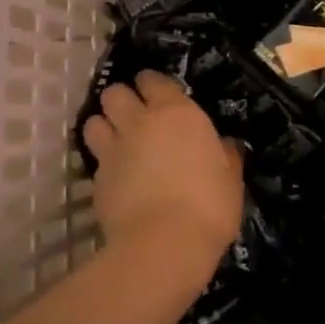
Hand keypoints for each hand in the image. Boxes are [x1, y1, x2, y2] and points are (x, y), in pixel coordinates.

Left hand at [82, 71, 243, 271]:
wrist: (165, 244)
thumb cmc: (208, 205)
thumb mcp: (230, 180)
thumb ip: (225, 156)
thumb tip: (225, 146)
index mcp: (176, 112)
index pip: (152, 79)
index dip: (152, 84)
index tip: (159, 95)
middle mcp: (139, 122)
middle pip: (114, 92)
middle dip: (121, 100)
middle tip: (134, 116)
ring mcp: (113, 150)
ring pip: (94, 121)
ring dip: (103, 126)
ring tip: (115, 141)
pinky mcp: (96, 179)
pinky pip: (94, 161)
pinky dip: (102, 165)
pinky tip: (115, 178)